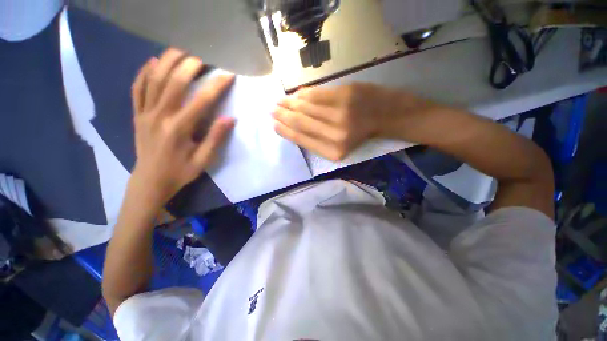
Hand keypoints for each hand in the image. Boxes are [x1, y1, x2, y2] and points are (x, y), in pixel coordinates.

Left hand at [130, 48, 234, 206]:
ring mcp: (145, 114)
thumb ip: (215, 138)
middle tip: (202, 57)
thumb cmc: (180, 172)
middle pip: (173, 83)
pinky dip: (143, 73)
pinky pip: (137, 89)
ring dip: (166, 62)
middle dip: (189, 66)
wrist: (150, 181)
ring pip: (153, 80)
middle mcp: (160, 116)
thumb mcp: (203, 160)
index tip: (228, 74)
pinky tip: (152, 63)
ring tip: (179, 51)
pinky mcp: (137, 115)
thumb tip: (229, 118)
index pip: (201, 101)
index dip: (216, 86)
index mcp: (179, 129)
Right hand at [273, 82, 435, 160]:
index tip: (274, 125)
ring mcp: (340, 114)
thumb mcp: (340, 145)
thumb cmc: (361, 134)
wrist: (387, 116)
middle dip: (283, 116)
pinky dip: (303, 93)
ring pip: (305, 107)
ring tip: (280, 101)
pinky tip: (296, 94)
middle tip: (273, 110)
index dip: (285, 131)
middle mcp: (334, 135)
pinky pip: (316, 94)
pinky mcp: (344, 96)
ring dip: (289, 103)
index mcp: (333, 151)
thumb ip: (316, 139)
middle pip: (300, 122)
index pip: (301, 139)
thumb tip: (293, 127)